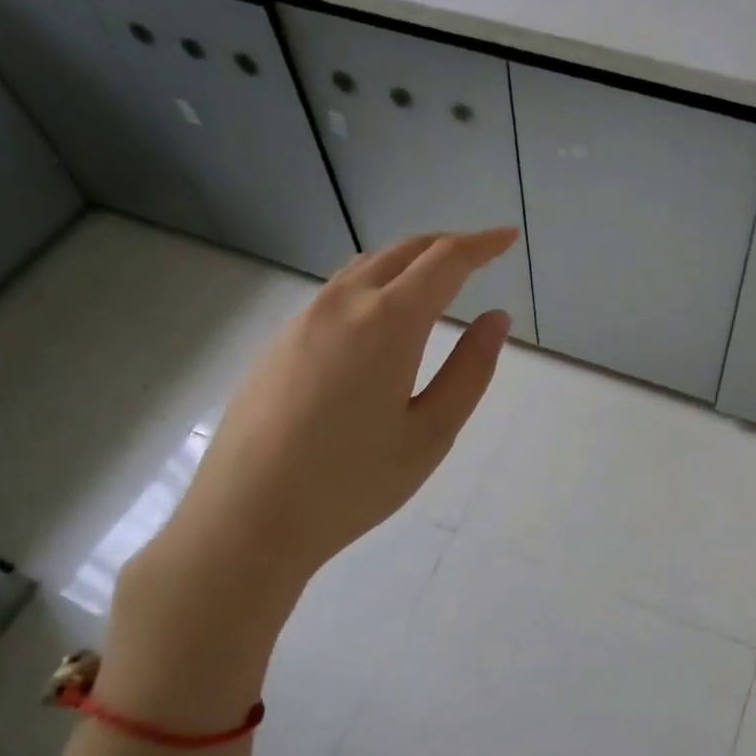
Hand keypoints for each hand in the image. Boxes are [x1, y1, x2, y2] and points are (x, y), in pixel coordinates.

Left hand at [115, 228, 518, 669]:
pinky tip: (380, 321)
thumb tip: (496, 318)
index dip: (481, 244)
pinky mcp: (279, 342)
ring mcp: (303, 320)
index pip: (444, 261)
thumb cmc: (353, 483)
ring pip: (365, 267)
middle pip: (403, 252)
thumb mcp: (431, 433)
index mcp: (387, 323)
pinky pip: (337, 293)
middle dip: (446, 246)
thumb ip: (470, 370)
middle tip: (479, 255)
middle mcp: (343, 304)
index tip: (508, 236)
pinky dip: (374, 285)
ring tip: (435, 282)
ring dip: (407, 262)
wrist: (247, 519)